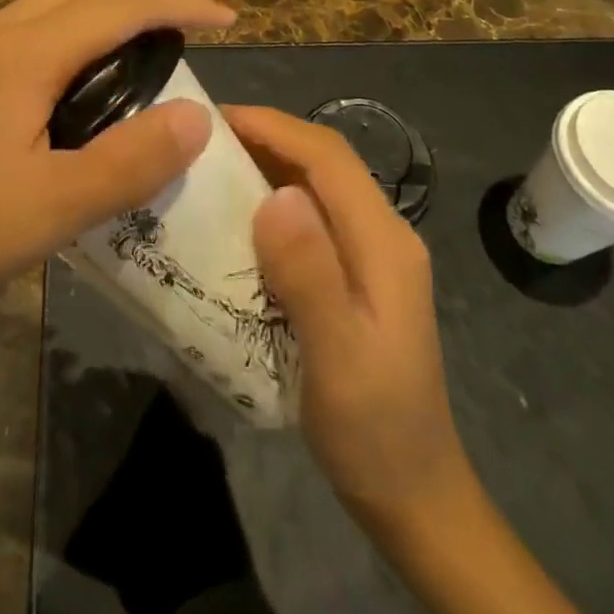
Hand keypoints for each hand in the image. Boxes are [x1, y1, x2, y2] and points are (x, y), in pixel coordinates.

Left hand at [0, 0, 234, 338]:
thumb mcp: (51, 211)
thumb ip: (130, 162)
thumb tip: (197, 117)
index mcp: (25, 54)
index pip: (121, 2)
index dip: (181, 1)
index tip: (230, 18)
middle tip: (184, 39)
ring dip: (107, 11)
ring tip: (141, 61)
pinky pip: (31, 27)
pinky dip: (74, 33)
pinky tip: (78, 89)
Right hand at [230, 106, 475, 540]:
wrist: (413, 495)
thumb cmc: (373, 429)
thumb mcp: (338, 357)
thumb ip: (311, 274)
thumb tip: (277, 195)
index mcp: (384, 241)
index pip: (327, 156)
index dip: (273, 126)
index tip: (213, 119)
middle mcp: (382, 233)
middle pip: (322, 163)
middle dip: (265, 138)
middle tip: (200, 140)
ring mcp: (370, 254)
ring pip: (315, 186)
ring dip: (266, 167)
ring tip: (208, 168)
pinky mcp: (354, 274)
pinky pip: (310, 218)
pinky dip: (271, 202)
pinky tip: (236, 219)